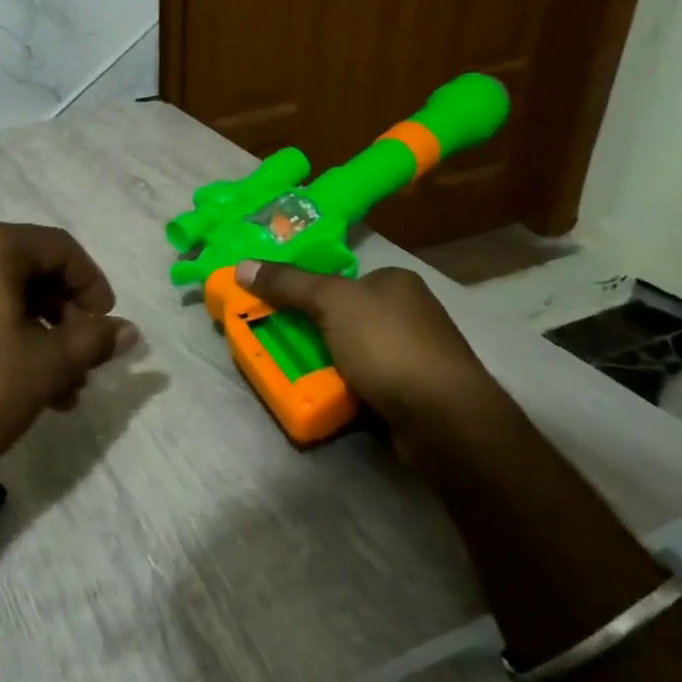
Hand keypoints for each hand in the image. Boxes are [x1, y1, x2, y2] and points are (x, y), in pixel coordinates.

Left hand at [0, 221, 138, 502]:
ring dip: (36, 335)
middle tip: (83, 362)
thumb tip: (128, 330)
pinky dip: (0, 337)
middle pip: (27, 269)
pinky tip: (18, 386)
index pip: (59, 248)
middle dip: (64, 317)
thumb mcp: (46, 366)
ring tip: (59, 389)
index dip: (93, 286)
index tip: (106, 329)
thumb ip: (93, 340)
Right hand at [234, 260, 499, 430]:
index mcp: (395, 281)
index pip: (341, 279)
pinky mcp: (412, 391)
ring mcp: (414, 353)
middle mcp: (409, 312)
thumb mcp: (331, 302)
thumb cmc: (387, 345)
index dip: (306, 291)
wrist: (440, 416)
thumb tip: (241, 265)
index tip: (275, 309)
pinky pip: (364, 382)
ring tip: (290, 373)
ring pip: (351, 352)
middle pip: (343, 316)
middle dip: (311, 331)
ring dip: (324, 363)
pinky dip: (343, 388)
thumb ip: (288, 283)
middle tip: (276, 343)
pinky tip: (323, 397)